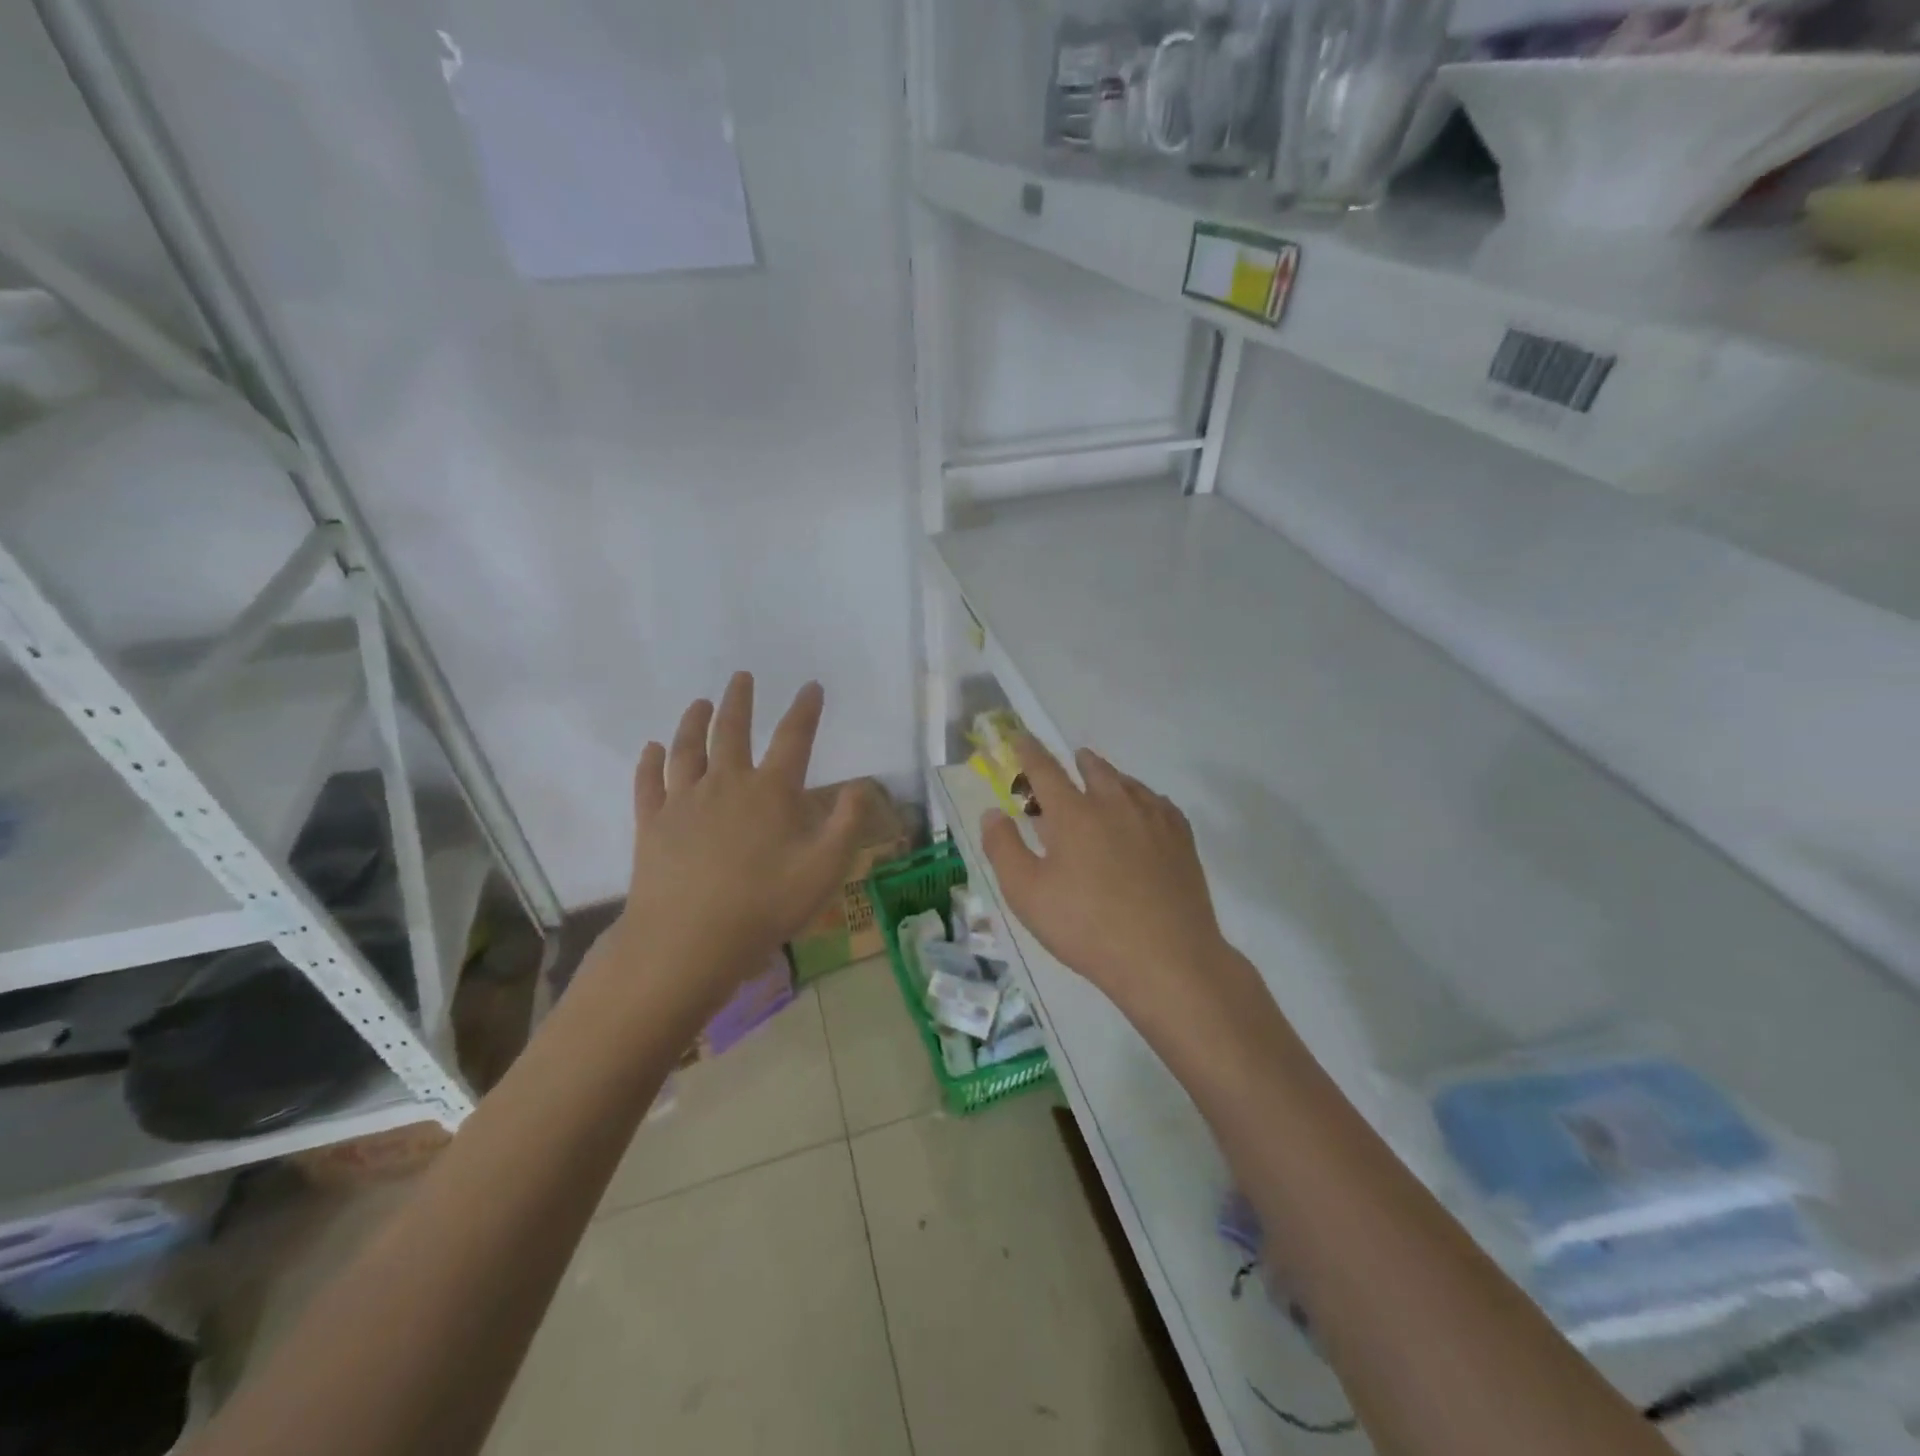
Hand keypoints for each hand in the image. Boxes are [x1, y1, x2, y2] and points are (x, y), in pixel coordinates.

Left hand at [611, 673, 863, 1013]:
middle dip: (739, 701)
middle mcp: (726, 784)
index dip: (805, 710)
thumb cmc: (764, 906)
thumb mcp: (824, 870)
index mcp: (771, 792)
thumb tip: (860, 786)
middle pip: (732, 731)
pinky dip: (651, 762)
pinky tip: (652, 749)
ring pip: (688, 749)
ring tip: (699, 703)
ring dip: (694, 721)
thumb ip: (847, 825)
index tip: (811, 686)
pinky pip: (649, 783)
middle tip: (741, 677)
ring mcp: (684, 802)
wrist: (687, 942)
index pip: (794, 738)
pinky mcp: (652, 824)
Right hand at [980, 735, 1233, 1021]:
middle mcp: (1115, 804)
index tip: (1020, 737)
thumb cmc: (1086, 927)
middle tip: (1071, 762)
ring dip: (1111, 777)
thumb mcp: (1027, 894)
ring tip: (1105, 782)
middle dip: (1077, 762)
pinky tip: (1145, 811)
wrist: (1166, 958)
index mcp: (1074, 814)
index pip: (1045, 770)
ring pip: (1129, 783)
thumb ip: (1003, 849)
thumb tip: (992, 813)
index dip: (1028, 751)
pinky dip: (1144, 798)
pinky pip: (1159, 803)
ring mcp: (1154, 819)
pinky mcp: (1182, 839)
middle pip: (1094, 769)